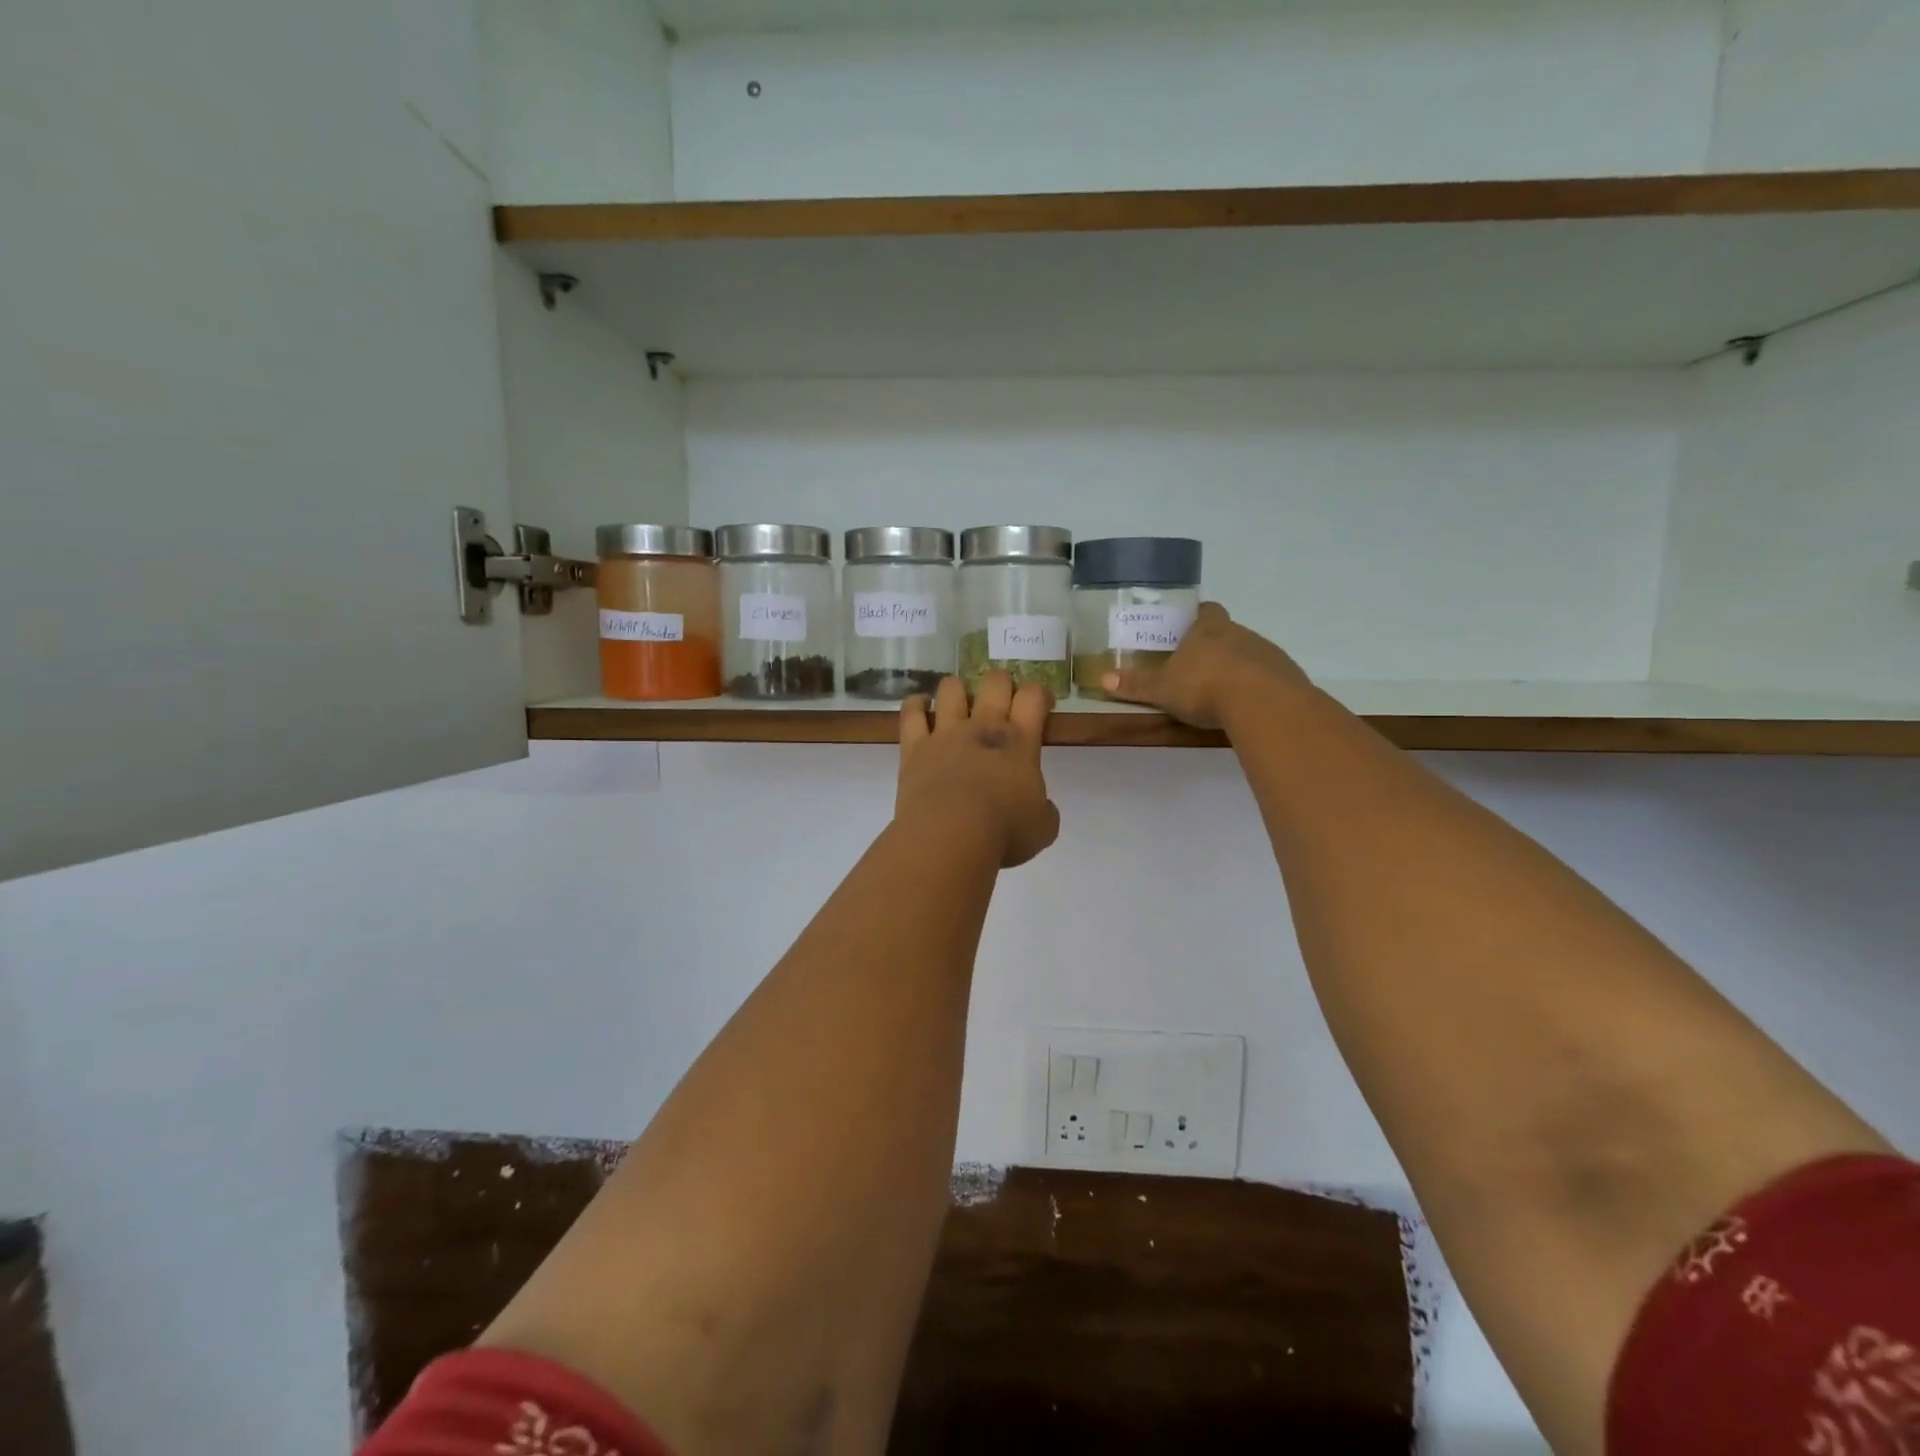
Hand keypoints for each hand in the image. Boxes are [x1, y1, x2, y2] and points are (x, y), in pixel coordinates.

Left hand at [896, 673, 1059, 867]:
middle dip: (1001, 684)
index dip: (1039, 693)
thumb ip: (1044, 810)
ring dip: (957, 690)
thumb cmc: (1004, 832)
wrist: (950, 836)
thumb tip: (1040, 808)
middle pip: (995, 682)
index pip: (1033, 697)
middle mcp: (983, 727)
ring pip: (951, 689)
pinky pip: (911, 714)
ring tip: (960, 703)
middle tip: (1002, 701)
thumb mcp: (1043, 827)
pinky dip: (916, 705)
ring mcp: (945, 733)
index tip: (1041, 705)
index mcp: (1019, 741)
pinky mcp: (914, 747)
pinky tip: (920, 705)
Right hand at [1100, 603, 1311, 731]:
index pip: (1206, 611)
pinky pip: (1268, 676)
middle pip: (1228, 632)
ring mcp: (1267, 653)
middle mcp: (1239, 633)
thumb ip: (1136, 685)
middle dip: (1215, 646)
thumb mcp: (1163, 689)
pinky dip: (1257, 686)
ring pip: (1249, 653)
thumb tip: (1104, 679)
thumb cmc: (1204, 687)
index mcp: (1208, 630)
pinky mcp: (1286, 675)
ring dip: (1238, 667)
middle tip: (1198, 667)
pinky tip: (1247, 705)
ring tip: (1222, 692)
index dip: (1198, 616)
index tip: (1190, 626)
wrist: (1263, 703)